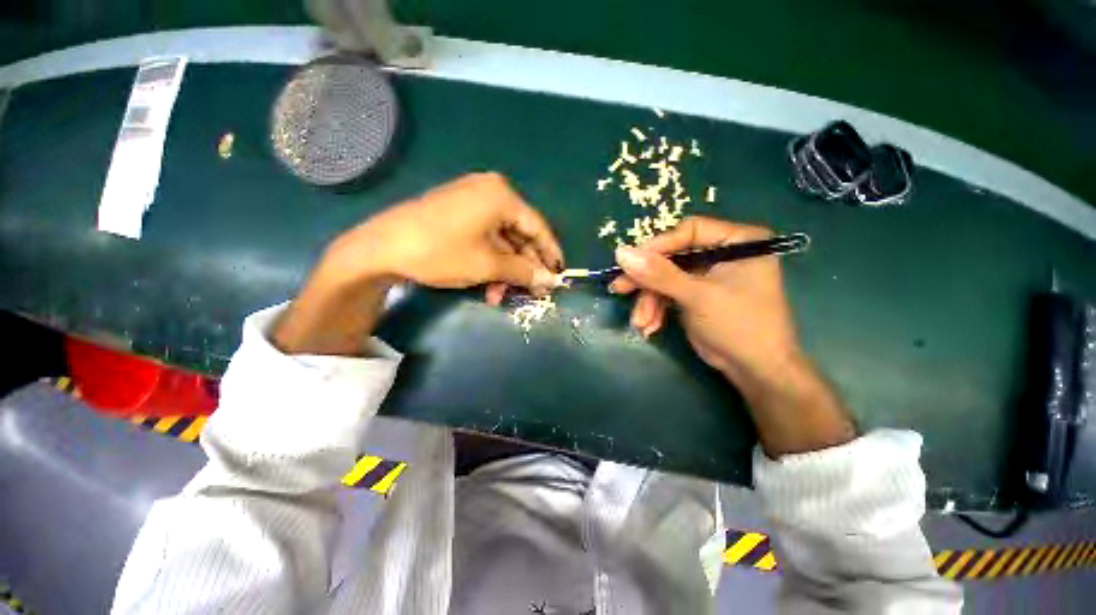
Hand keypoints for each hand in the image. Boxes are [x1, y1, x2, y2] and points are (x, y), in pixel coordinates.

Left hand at [272, 173, 563, 354]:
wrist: (380, 248)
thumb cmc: (441, 252)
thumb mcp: (488, 265)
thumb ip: (524, 272)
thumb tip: (550, 281)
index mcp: (501, 196)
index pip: (538, 227)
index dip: (550, 254)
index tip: (560, 275)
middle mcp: (489, 192)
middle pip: (519, 235)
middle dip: (524, 268)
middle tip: (533, 292)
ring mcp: (471, 202)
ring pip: (501, 241)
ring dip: (505, 271)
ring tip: (501, 296)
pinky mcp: (457, 214)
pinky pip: (484, 239)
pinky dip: (489, 263)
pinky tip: (488, 286)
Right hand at [609, 217, 795, 383]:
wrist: (756, 371)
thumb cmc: (739, 326)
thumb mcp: (697, 296)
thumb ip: (659, 274)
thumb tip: (621, 253)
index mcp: (737, 240)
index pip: (688, 231)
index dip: (658, 246)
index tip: (630, 263)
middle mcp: (722, 253)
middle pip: (672, 256)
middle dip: (647, 280)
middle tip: (619, 288)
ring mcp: (706, 276)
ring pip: (665, 278)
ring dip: (649, 301)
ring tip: (641, 323)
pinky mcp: (695, 295)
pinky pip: (667, 293)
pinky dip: (656, 309)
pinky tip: (650, 327)